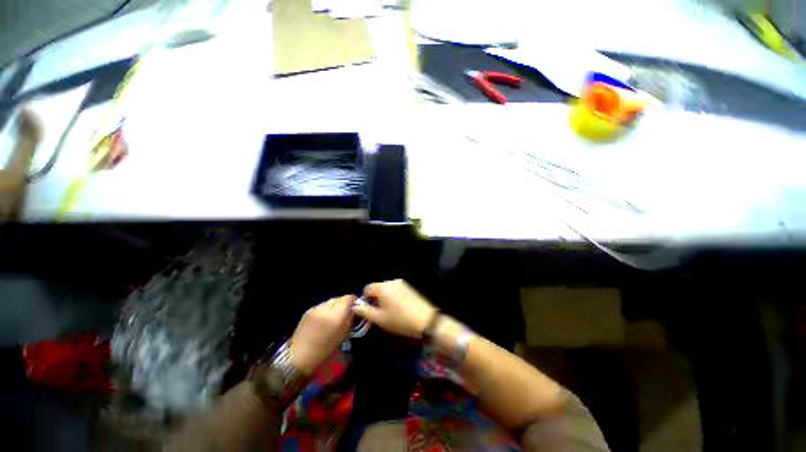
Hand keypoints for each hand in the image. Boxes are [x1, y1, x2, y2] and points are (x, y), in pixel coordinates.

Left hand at [289, 295, 354, 373]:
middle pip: (338, 298)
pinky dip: (324, 310)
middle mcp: (326, 308)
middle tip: (345, 312)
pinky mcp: (307, 311)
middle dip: (343, 303)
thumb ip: (350, 318)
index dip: (353, 300)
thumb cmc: (325, 349)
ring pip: (329, 301)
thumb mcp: (343, 334)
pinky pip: (321, 306)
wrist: (299, 357)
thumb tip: (354, 309)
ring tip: (333, 316)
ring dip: (334, 306)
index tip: (355, 306)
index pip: (348, 298)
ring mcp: (315, 308)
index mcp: (337, 315)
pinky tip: (323, 319)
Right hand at [353, 279, 436, 337]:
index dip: (365, 299)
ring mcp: (402, 283)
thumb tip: (355, 306)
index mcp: (383, 287)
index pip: (367, 288)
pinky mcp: (409, 287)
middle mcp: (392, 281)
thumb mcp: (379, 319)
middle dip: (376, 299)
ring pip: (387, 289)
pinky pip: (396, 290)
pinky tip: (400, 308)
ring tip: (390, 312)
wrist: (425, 320)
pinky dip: (394, 297)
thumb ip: (365, 311)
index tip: (369, 311)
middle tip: (380, 313)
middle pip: (378, 288)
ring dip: (385, 298)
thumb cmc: (400, 320)